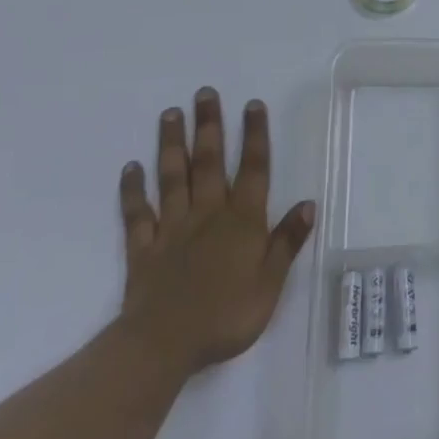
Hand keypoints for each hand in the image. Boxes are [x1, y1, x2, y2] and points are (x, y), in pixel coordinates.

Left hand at [116, 87, 314, 374]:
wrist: (164, 345)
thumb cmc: (226, 316)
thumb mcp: (270, 283)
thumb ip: (286, 242)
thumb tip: (307, 203)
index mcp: (242, 221)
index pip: (252, 170)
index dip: (254, 136)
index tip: (252, 104)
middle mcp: (208, 214)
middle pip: (209, 162)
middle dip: (209, 125)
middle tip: (204, 93)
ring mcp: (172, 228)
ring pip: (173, 177)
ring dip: (172, 144)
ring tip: (170, 114)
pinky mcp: (143, 247)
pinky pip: (137, 213)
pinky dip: (133, 190)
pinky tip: (131, 168)